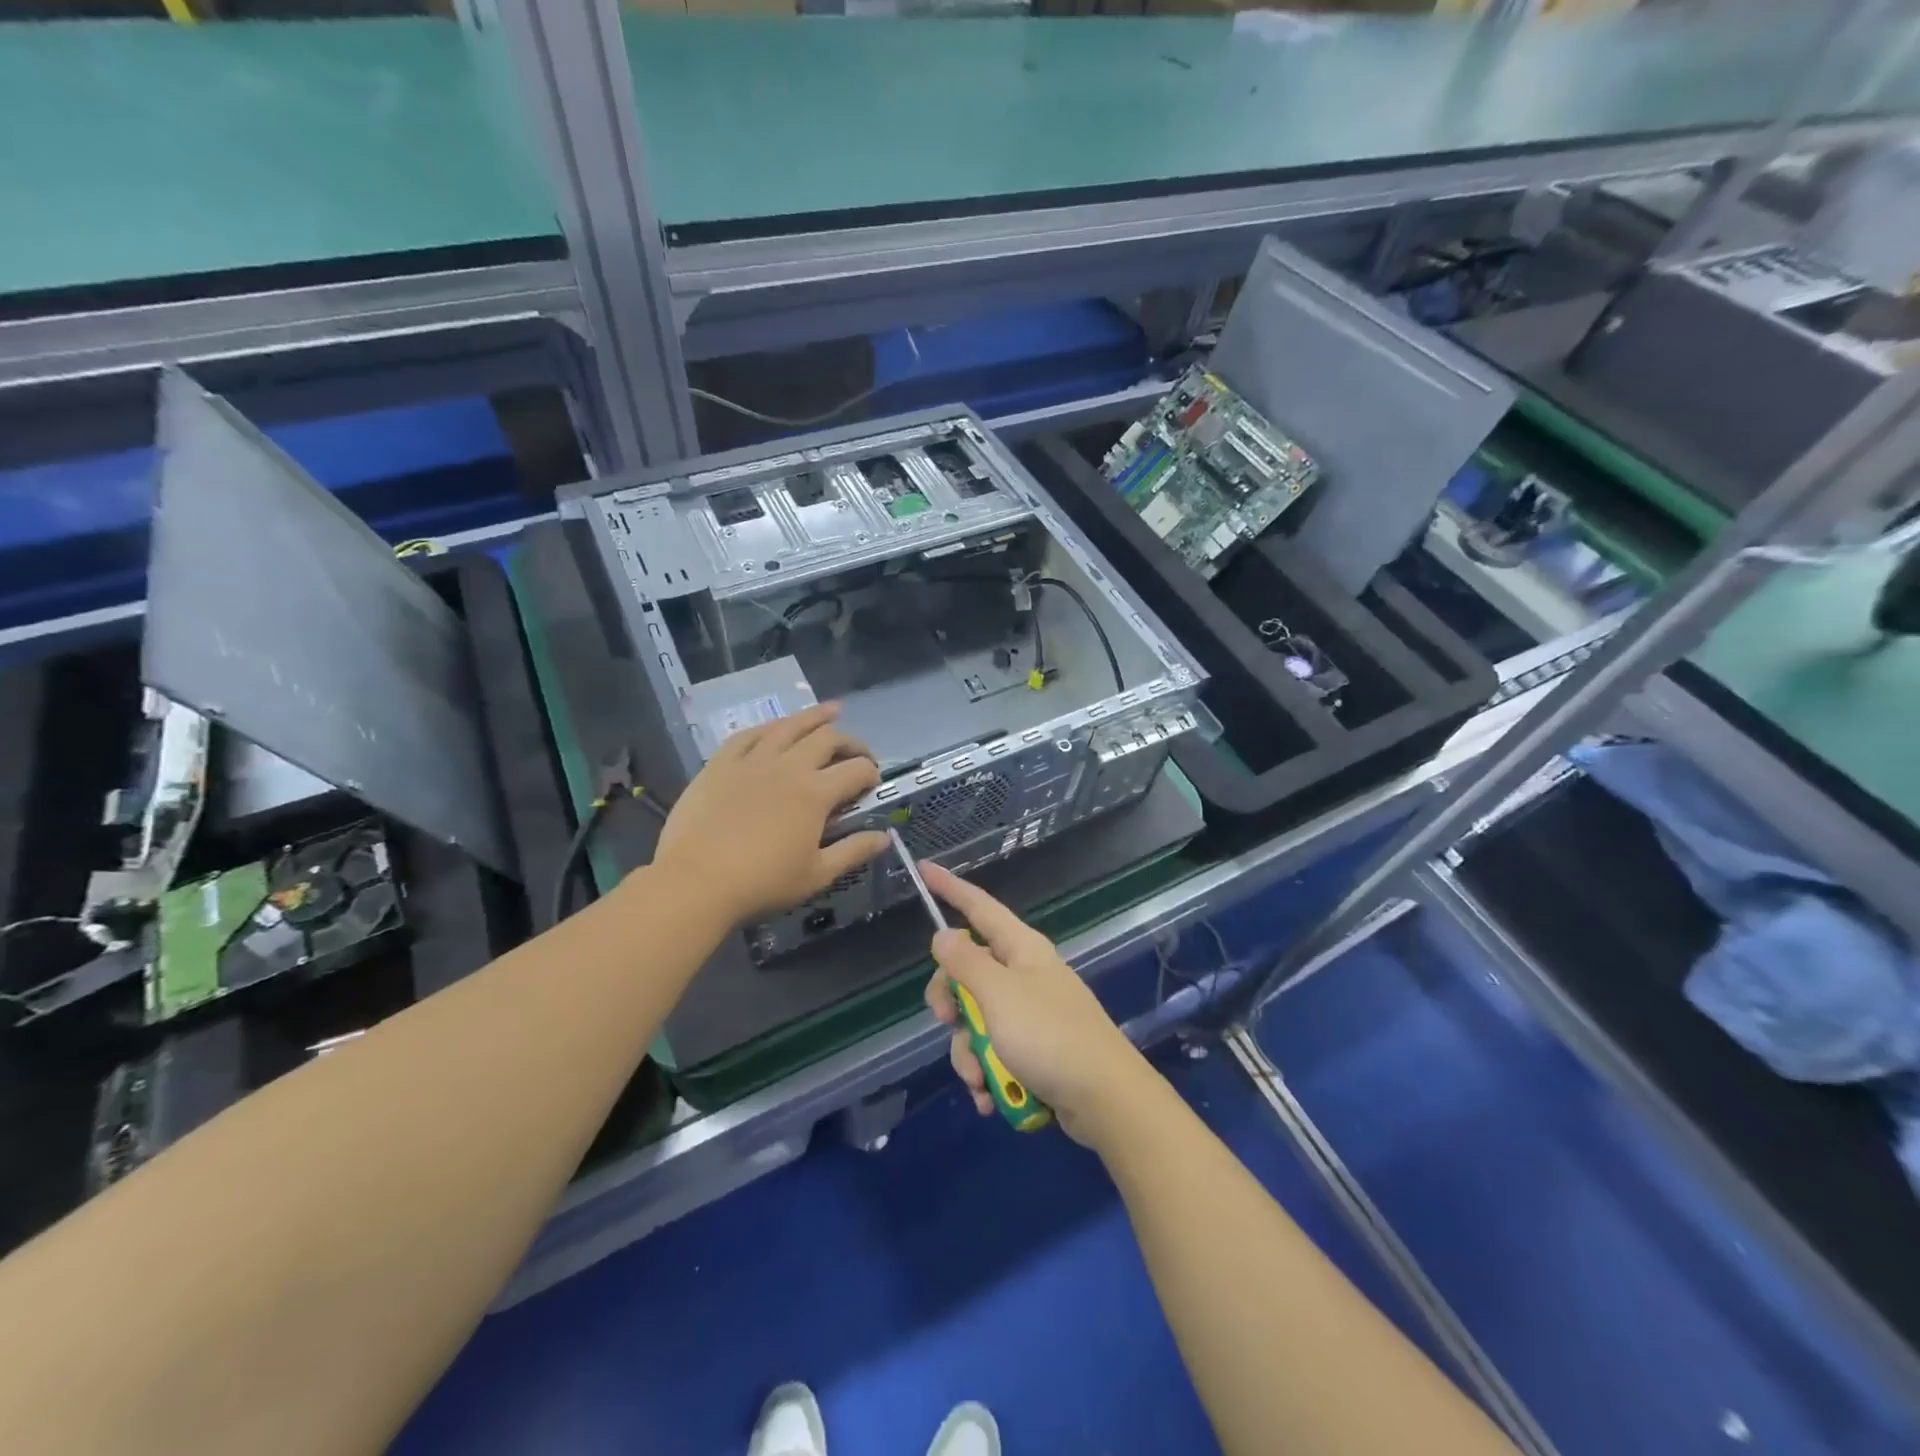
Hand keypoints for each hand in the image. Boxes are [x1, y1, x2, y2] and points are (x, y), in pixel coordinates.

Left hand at [652, 703, 888, 924]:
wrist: (695, 882)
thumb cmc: (762, 883)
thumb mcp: (817, 875)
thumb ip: (853, 851)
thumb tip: (884, 837)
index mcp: (815, 793)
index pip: (856, 770)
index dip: (871, 772)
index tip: (873, 782)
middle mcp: (788, 766)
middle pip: (828, 738)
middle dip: (851, 741)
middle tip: (858, 752)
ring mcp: (752, 760)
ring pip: (789, 726)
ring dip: (815, 716)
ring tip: (831, 711)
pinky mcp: (720, 764)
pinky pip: (749, 734)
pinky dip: (769, 727)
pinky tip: (776, 727)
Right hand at [921, 862, 1152, 1147]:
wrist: (1105, 1099)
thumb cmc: (1049, 1035)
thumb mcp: (998, 994)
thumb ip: (965, 963)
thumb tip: (943, 934)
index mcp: (1020, 948)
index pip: (978, 907)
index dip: (950, 888)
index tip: (924, 870)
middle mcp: (1024, 974)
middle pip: (967, 973)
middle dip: (951, 1004)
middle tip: (948, 1022)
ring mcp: (1029, 1013)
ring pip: (975, 1020)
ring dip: (969, 1053)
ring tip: (981, 1079)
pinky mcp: (1033, 1049)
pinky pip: (993, 1053)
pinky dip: (987, 1075)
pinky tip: (991, 1098)